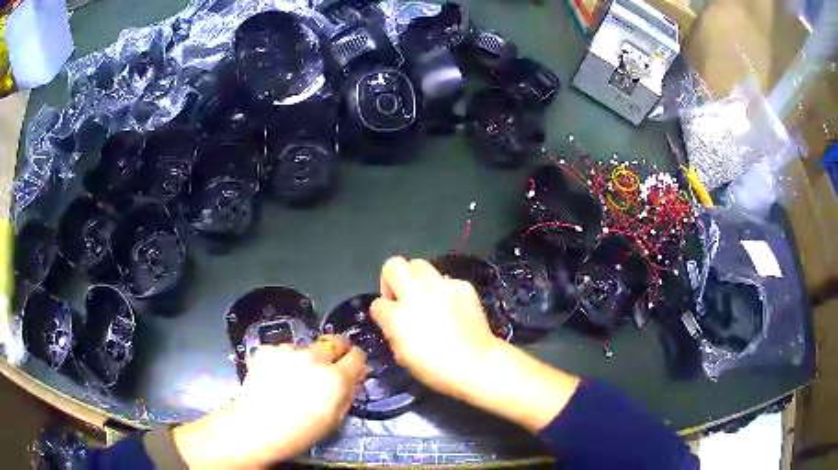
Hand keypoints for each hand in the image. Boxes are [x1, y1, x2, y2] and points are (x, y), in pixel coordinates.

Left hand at [172, 336, 367, 468]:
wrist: (256, 426)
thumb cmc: (300, 432)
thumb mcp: (335, 419)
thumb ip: (347, 393)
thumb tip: (354, 376)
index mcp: (336, 378)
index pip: (356, 355)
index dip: (356, 361)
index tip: (352, 368)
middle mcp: (315, 358)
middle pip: (334, 341)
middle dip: (336, 351)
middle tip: (328, 365)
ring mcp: (288, 351)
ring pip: (305, 348)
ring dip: (305, 358)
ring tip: (292, 377)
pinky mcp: (267, 350)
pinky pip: (281, 351)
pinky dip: (282, 361)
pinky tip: (274, 376)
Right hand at [370, 257, 503, 400]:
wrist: (476, 364)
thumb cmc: (435, 368)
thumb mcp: (402, 356)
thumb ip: (393, 332)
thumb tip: (394, 322)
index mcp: (397, 315)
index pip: (377, 303)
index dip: (382, 313)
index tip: (389, 321)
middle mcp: (416, 293)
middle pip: (394, 265)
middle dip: (392, 279)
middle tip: (401, 298)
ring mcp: (442, 286)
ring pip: (420, 265)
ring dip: (417, 279)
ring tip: (426, 297)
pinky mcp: (463, 286)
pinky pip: (447, 281)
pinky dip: (445, 291)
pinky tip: (452, 307)